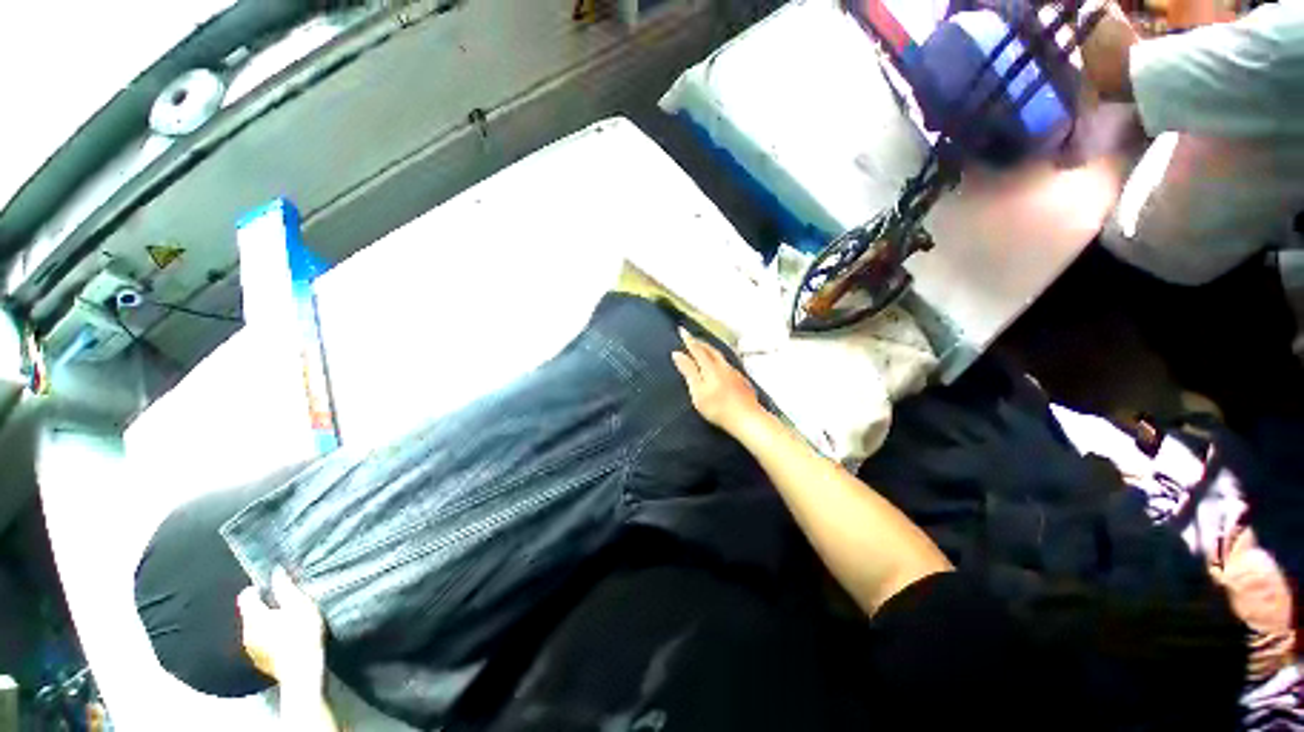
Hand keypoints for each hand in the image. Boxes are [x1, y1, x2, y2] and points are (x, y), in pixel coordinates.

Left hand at [237, 567, 326, 689]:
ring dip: (266, 623)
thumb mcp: (299, 605)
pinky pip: (259, 642)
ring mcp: (250, 648)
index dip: (258, 588)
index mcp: (253, 615)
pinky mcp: (259, 660)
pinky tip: (283, 639)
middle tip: (284, 604)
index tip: (274, 587)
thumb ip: (285, 588)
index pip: (246, 595)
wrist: (302, 670)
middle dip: (264, 607)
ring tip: (286, 622)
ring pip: (254, 628)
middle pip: (250, 613)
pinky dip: (268, 637)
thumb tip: (276, 571)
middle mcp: (245, 631)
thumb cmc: (301, 633)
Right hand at [671, 328, 765, 436]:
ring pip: (720, 356)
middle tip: (692, 338)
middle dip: (700, 343)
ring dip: (710, 350)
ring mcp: (734, 373)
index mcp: (710, 367)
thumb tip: (677, 354)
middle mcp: (723, 366)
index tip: (682, 330)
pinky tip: (720, 366)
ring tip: (704, 349)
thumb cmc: (718, 407)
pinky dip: (719, 360)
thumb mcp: (697, 390)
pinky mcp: (742, 382)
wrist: (747, 418)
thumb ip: (688, 371)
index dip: (689, 340)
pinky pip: (728, 365)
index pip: (697, 349)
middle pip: (711, 350)